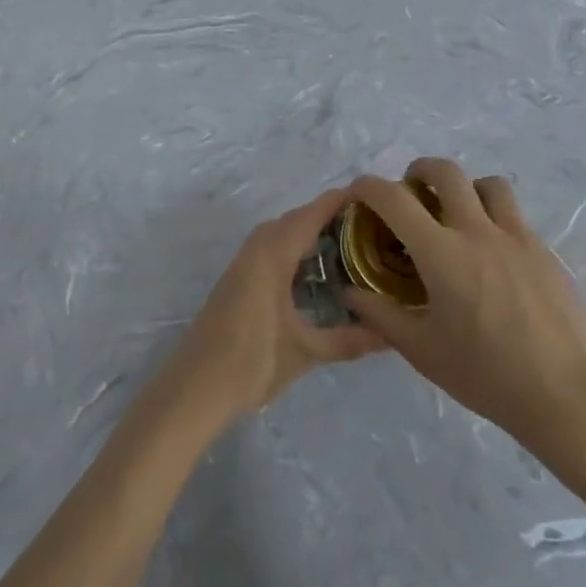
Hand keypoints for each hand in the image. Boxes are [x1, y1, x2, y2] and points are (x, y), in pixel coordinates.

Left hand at [166, 189, 386, 423]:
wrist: (194, 388)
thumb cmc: (250, 363)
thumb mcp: (305, 352)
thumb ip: (349, 340)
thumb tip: (391, 335)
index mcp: (272, 256)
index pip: (310, 215)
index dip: (339, 202)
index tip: (373, 198)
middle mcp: (256, 250)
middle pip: (295, 219)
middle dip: (328, 217)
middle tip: (368, 228)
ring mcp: (242, 264)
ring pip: (280, 233)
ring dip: (309, 232)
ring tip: (347, 247)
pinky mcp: (236, 279)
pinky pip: (270, 248)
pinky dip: (293, 248)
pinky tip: (313, 273)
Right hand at [344, 160, 585, 468]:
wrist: (565, 395)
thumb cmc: (486, 374)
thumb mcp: (422, 351)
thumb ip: (381, 316)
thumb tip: (351, 293)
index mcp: (442, 253)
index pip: (394, 200)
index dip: (368, 187)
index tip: (358, 192)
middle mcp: (478, 232)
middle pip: (446, 172)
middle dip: (420, 170)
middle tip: (412, 190)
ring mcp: (517, 237)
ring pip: (488, 184)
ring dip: (465, 188)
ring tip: (458, 212)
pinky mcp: (544, 252)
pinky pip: (515, 216)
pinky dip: (495, 218)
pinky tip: (493, 255)